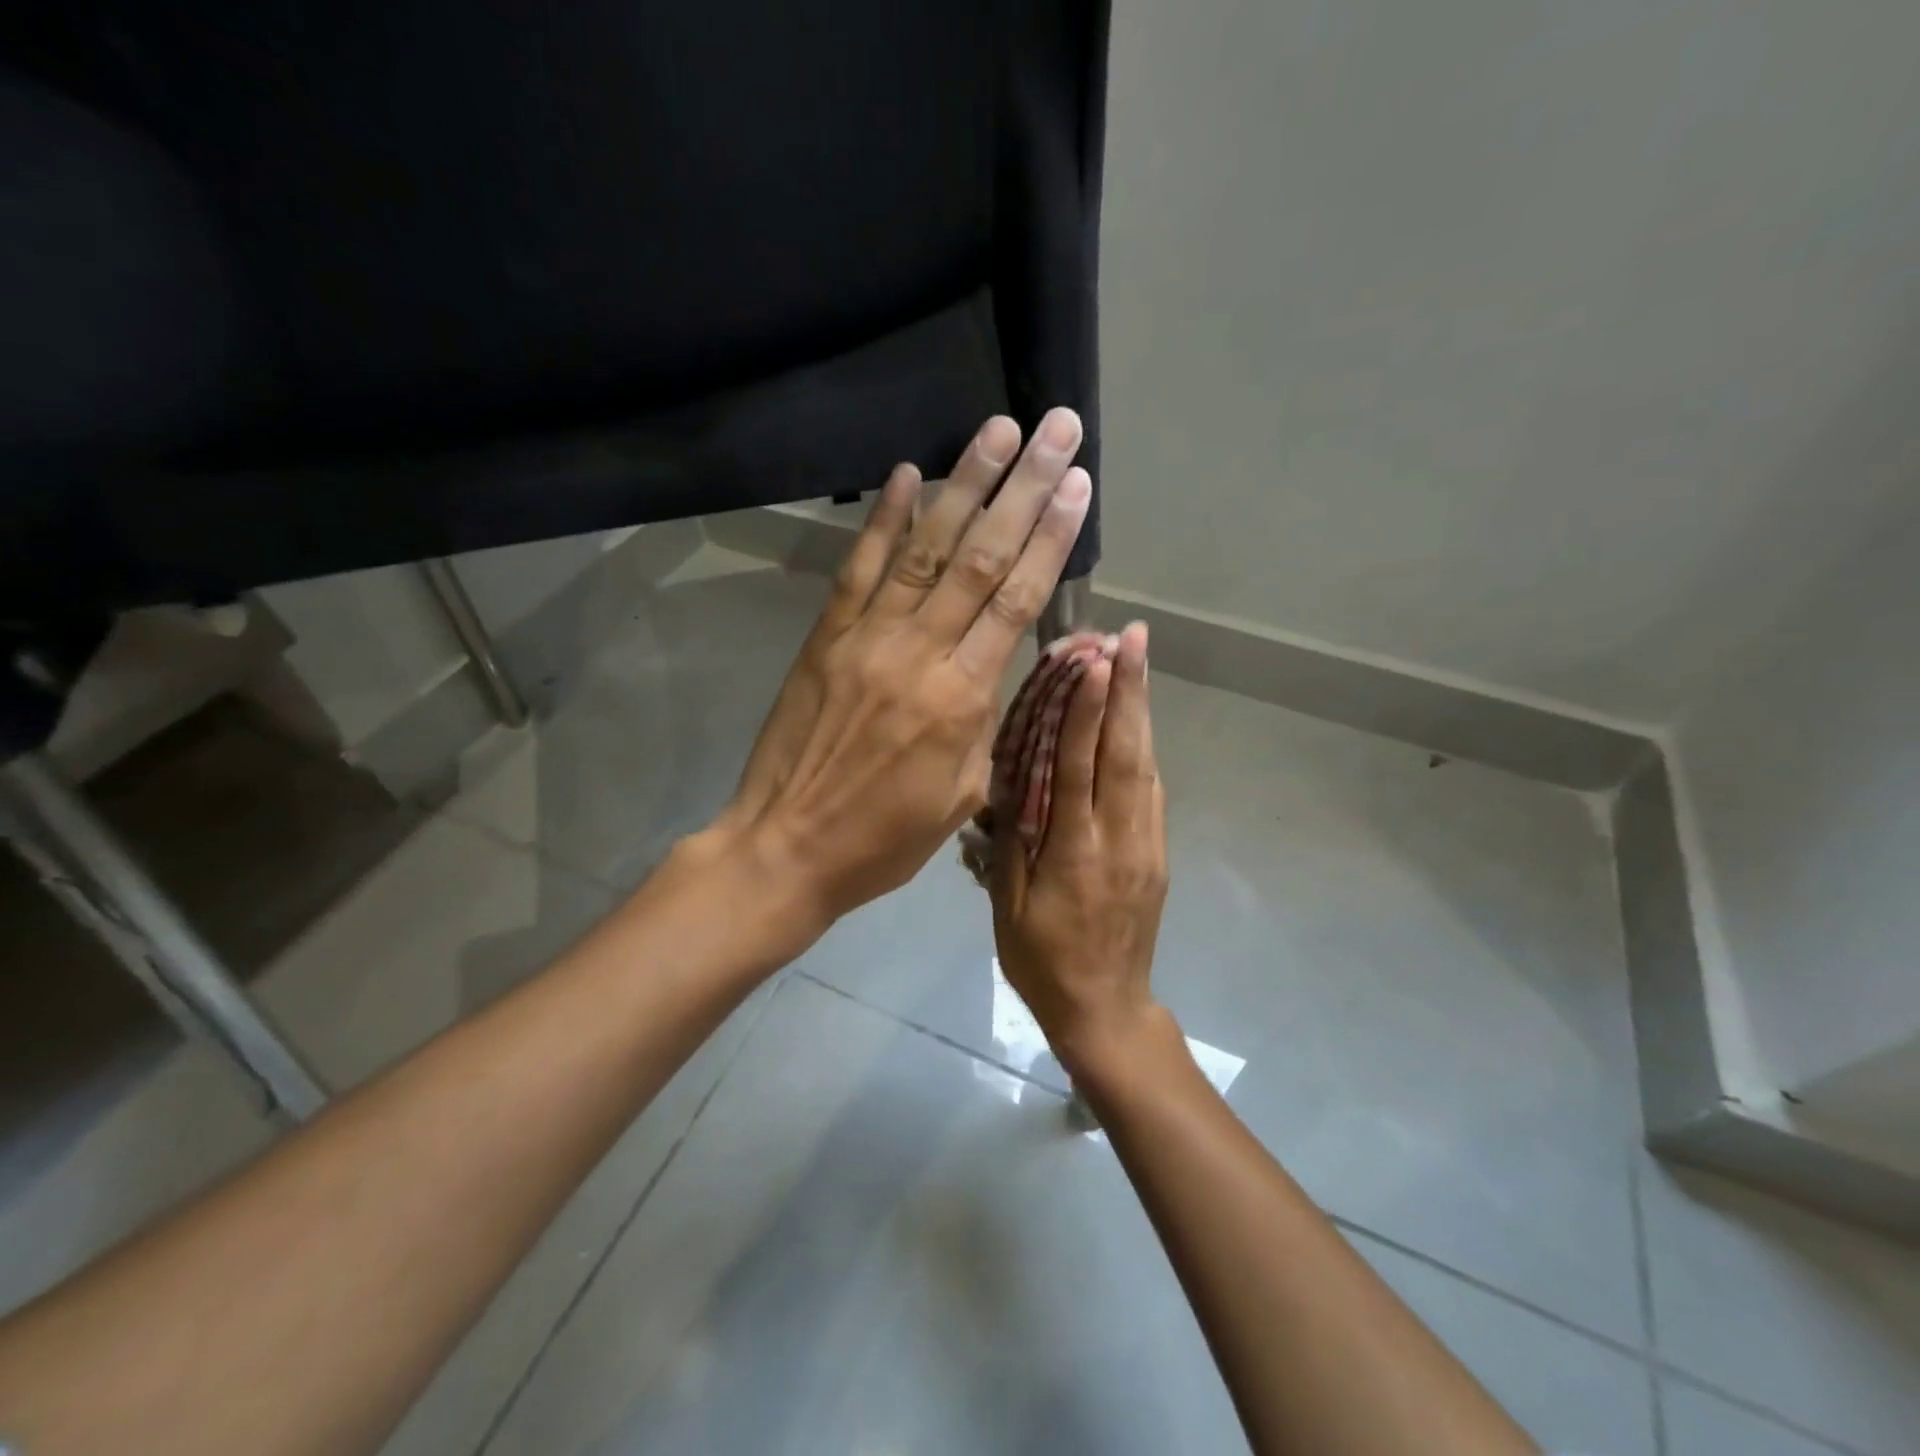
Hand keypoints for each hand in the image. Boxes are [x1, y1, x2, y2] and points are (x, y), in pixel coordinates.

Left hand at [712, 408, 1092, 930]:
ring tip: (997, 430)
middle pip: (982, 557)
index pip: (1018, 600)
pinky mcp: (825, 637)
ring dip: (964, 485)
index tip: (1076, 484)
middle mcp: (920, 652)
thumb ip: (989, 726)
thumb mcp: (961, 796)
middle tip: (1056, 429)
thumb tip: (1005, 671)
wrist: (787, 847)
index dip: (1051, 537)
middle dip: (1023, 488)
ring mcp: (867, 638)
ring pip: (925, 549)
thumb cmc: (884, 838)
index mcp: (963, 697)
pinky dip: (882, 519)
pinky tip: (906, 474)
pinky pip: (858, 569)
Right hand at [989, 621, 1170, 1081]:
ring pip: (1146, 765)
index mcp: (1072, 853)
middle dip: (1129, 689)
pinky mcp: (1158, 853)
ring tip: (1139, 660)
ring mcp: (1146, 844)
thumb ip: (1010, 841)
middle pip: (1125, 753)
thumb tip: (1008, 784)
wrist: (1106, 1009)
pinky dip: (1145, 746)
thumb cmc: (1041, 960)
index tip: (1093, 661)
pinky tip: (1139, 721)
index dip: (1085, 712)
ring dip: (1142, 709)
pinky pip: (1151, 790)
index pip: (1078, 768)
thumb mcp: (1008, 906)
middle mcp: (1117, 839)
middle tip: (1132, 636)